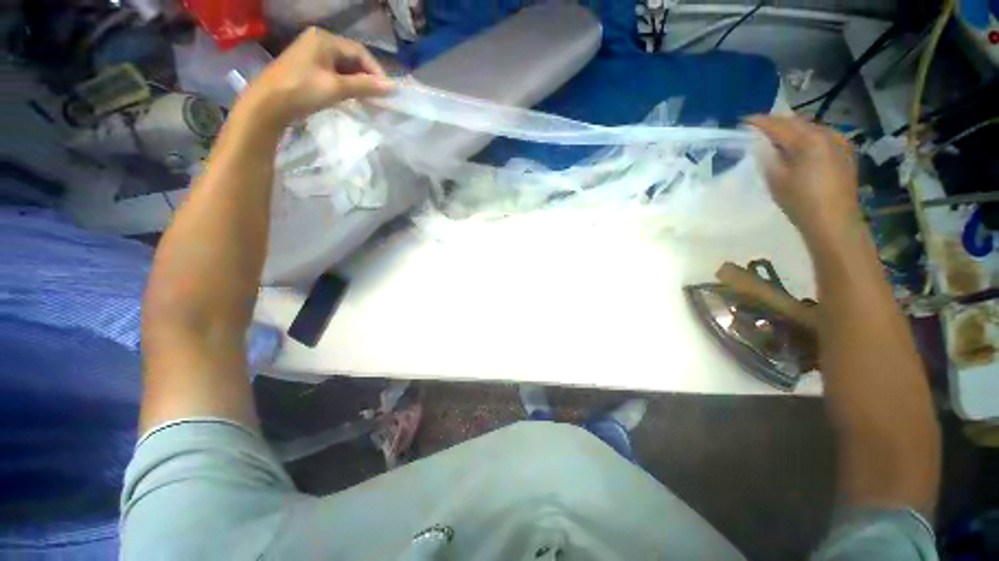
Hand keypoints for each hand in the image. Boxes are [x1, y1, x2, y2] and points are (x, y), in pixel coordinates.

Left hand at [238, 28, 392, 127]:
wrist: (268, 104)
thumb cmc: (303, 91)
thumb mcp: (337, 87)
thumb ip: (365, 86)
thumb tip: (392, 87)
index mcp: (325, 39)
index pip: (359, 51)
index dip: (376, 71)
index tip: (388, 91)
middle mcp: (318, 41)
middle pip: (352, 58)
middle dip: (368, 77)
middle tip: (380, 97)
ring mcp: (311, 54)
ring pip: (343, 67)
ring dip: (358, 82)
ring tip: (369, 99)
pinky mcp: (307, 68)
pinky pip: (334, 73)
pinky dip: (346, 84)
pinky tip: (352, 97)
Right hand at [747, 115, 859, 238]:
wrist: (834, 221)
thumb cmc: (801, 202)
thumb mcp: (776, 180)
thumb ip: (768, 157)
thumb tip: (760, 145)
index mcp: (807, 140)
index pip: (778, 125)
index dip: (759, 122)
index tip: (744, 121)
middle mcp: (826, 134)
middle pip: (797, 122)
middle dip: (777, 123)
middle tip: (759, 128)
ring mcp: (839, 142)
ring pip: (810, 128)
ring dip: (793, 129)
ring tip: (778, 136)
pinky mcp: (845, 152)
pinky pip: (822, 136)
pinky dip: (807, 137)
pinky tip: (800, 146)